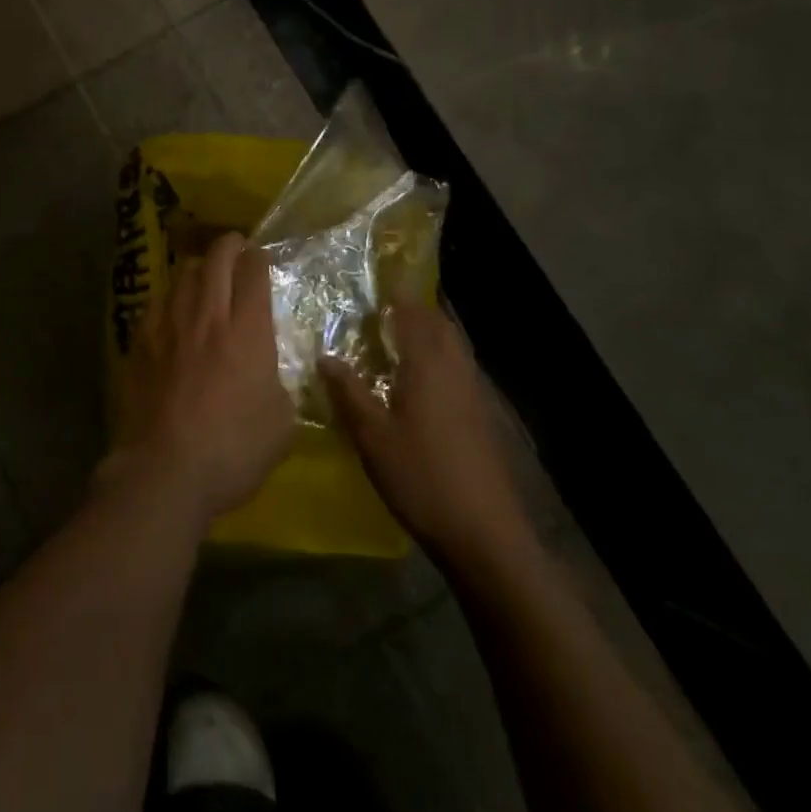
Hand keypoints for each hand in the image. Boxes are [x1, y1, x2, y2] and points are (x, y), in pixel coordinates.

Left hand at [112, 232, 292, 527]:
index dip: (259, 259)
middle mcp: (207, 316)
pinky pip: (156, 303)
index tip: (261, 258)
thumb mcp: (281, 425)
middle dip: (229, 246)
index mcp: (247, 331)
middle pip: (216, 260)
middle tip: (236, 247)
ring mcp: (168, 326)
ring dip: (198, 267)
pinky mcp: (140, 343)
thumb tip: (271, 377)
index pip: (253, 274)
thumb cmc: (233, 450)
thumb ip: (280, 388)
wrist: (165, 470)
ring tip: (204, 273)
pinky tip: (171, 308)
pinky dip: (169, 297)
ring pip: (182, 275)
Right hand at [323, 301, 534, 562]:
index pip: (414, 316)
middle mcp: (455, 371)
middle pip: (440, 326)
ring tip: (403, 336)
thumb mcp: (372, 437)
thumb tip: (325, 356)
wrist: (485, 533)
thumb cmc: (422, 478)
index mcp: (428, 367)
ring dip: (431, 333)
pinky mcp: (482, 417)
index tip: (381, 278)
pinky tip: (424, 380)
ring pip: (454, 347)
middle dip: (417, 309)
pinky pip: (460, 369)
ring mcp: (474, 394)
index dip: (399, 294)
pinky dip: (441, 358)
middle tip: (388, 306)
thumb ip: (349, 393)